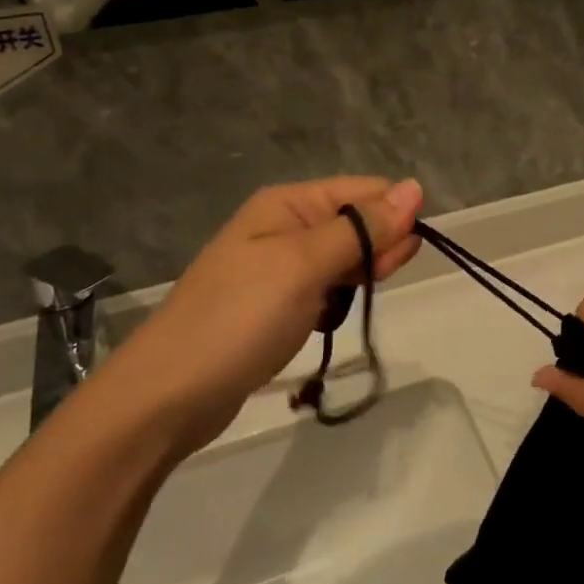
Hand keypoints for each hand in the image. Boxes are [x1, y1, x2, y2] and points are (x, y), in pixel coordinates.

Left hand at [110, 177, 422, 456]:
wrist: (167, 396)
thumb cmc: (240, 319)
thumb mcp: (305, 265)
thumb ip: (362, 228)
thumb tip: (416, 187)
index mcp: (288, 203)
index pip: (364, 191)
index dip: (393, 217)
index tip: (407, 255)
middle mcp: (284, 226)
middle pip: (355, 222)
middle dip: (377, 249)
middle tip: (378, 283)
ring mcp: (277, 267)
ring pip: (343, 258)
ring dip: (358, 277)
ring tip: (346, 304)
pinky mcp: (275, 305)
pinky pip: (323, 288)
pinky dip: (336, 301)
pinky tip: (331, 318)